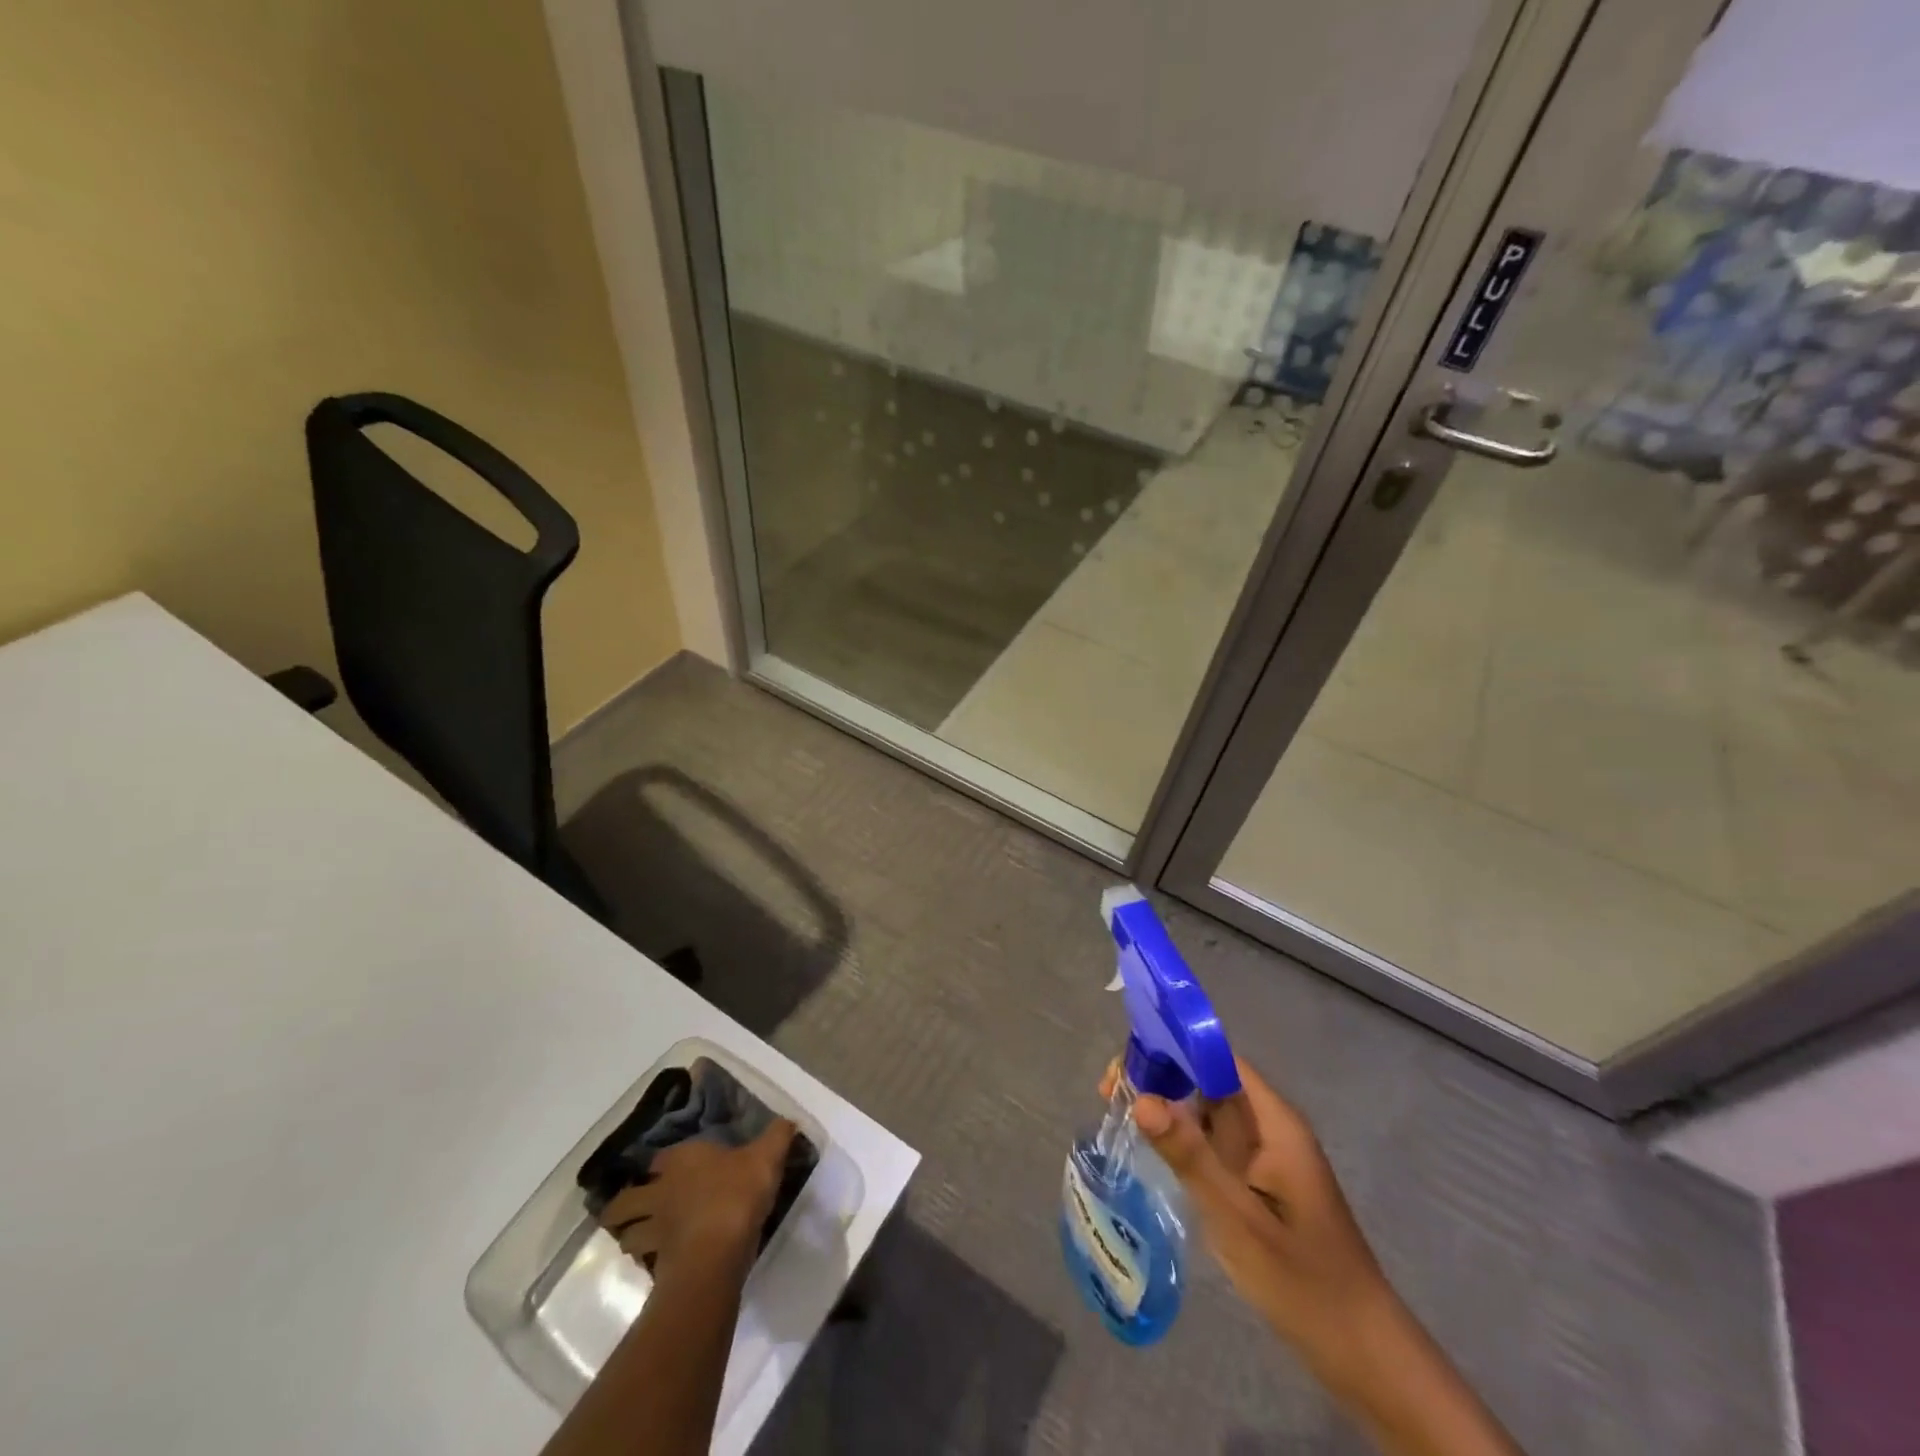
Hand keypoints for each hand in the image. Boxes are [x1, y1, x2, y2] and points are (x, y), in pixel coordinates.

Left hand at [597, 1120, 796, 1277]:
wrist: (717, 1251)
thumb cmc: (738, 1193)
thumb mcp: (767, 1157)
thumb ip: (777, 1136)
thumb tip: (789, 1120)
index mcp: (682, 1160)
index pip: (659, 1158)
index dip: (660, 1164)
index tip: (663, 1169)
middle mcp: (660, 1191)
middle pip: (626, 1200)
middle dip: (624, 1204)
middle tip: (634, 1209)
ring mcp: (654, 1230)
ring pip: (627, 1234)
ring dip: (630, 1236)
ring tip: (640, 1241)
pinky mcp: (656, 1265)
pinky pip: (644, 1262)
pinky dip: (647, 1263)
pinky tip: (660, 1265)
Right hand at [1101, 1060, 1523, 1454]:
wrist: (1362, 1353)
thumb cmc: (1303, 1281)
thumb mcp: (1238, 1218)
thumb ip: (1190, 1156)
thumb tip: (1140, 1097)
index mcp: (1274, 1121)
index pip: (1218, 1058)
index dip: (1171, 1048)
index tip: (1125, 1065)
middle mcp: (1269, 1126)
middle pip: (1208, 1079)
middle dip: (1160, 1076)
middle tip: (1108, 1094)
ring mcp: (1265, 1154)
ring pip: (1207, 1110)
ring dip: (1166, 1105)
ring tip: (1116, 1113)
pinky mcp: (1257, 1181)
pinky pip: (1213, 1142)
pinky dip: (1181, 1136)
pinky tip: (1150, 1148)